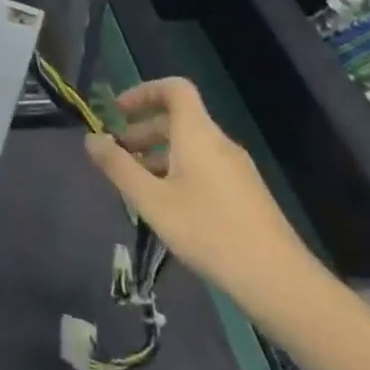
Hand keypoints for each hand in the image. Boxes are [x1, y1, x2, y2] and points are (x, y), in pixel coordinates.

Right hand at [83, 77, 323, 316]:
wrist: (278, 281)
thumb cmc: (208, 231)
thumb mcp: (151, 200)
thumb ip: (117, 166)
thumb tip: (91, 138)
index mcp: (198, 135)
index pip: (175, 89)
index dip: (143, 92)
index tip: (117, 113)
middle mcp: (219, 143)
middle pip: (178, 119)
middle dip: (142, 130)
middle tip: (117, 155)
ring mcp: (236, 169)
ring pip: (190, 146)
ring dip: (157, 154)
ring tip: (135, 185)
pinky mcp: (245, 193)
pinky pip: (204, 166)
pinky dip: (177, 171)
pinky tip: (167, 206)